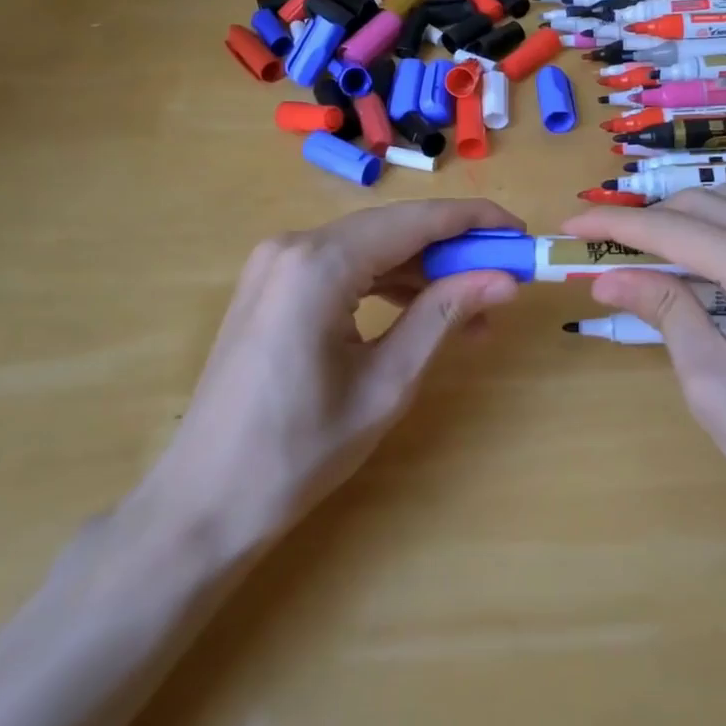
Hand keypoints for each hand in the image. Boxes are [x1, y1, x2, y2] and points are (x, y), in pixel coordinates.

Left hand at [133, 199, 520, 557]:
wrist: (203, 504)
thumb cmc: (300, 451)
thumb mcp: (387, 383)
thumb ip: (444, 315)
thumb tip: (505, 278)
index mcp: (320, 264)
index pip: (417, 220)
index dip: (475, 221)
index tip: (521, 233)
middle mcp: (294, 246)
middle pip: (394, 229)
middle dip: (453, 250)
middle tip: (505, 277)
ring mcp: (276, 264)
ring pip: (371, 247)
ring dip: (423, 271)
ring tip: (473, 310)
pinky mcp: (272, 286)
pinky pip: (344, 267)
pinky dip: (387, 283)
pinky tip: (422, 312)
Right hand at [563, 188, 725, 543]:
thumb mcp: (715, 382)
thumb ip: (664, 311)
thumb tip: (607, 278)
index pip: (675, 228)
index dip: (615, 226)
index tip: (569, 228)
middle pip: (704, 203)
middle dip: (647, 218)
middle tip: (598, 246)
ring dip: (682, 221)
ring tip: (636, 250)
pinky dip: (718, 234)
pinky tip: (694, 264)